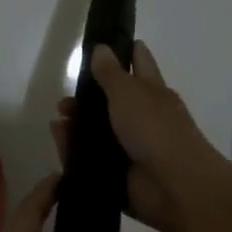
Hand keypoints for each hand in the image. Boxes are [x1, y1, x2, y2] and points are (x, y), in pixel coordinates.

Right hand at [51, 40, 230, 231]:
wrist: (174, 187)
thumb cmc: (155, 128)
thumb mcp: (128, 92)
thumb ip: (110, 72)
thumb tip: (101, 48)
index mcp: (152, 92)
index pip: (139, 62)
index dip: (124, 51)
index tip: (102, 43)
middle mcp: (143, 118)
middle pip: (112, 102)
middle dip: (87, 99)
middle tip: (63, 101)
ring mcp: (132, 148)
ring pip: (99, 132)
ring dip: (76, 127)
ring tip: (57, 124)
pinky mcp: (119, 175)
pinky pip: (91, 161)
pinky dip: (74, 153)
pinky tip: (59, 143)